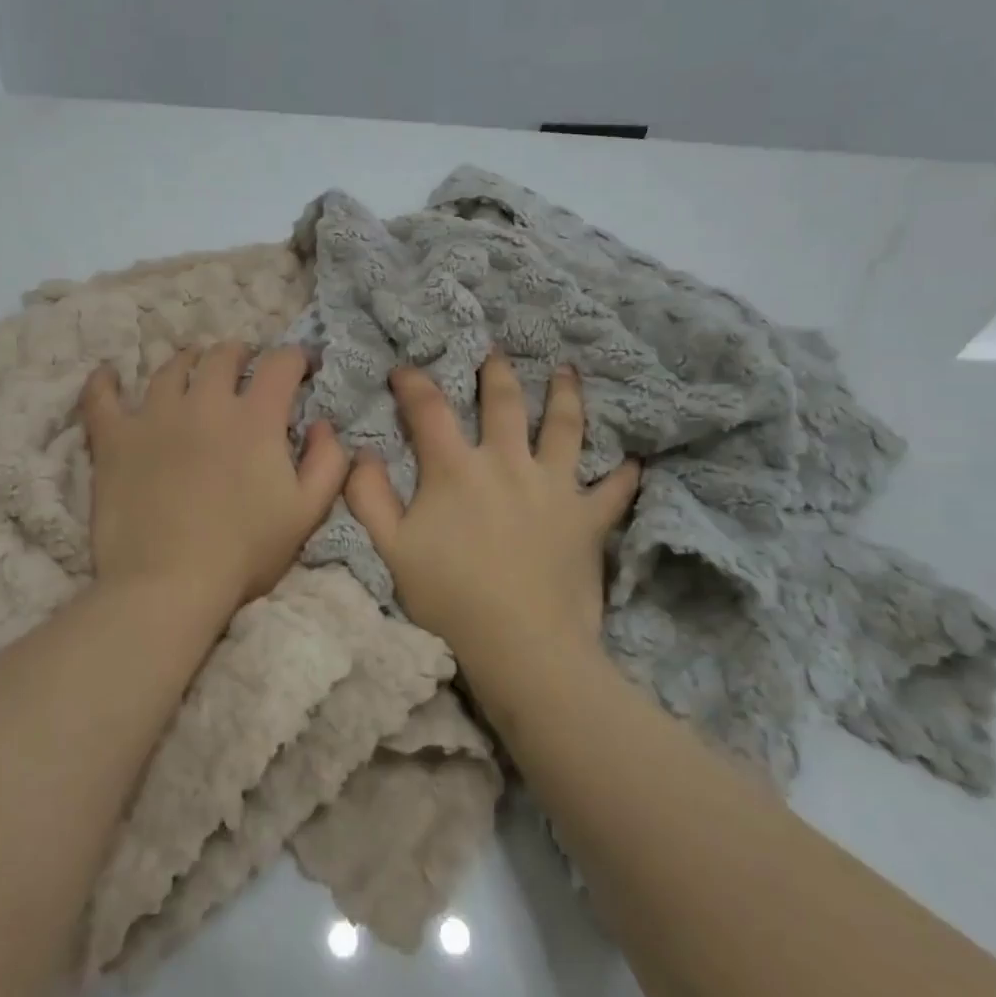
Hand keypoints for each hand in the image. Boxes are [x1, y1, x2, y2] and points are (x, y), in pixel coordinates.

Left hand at [79, 343, 349, 624]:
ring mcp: (154, 416)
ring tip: (192, 369)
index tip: (302, 366)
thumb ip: (328, 462)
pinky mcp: (114, 438)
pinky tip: (108, 375)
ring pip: (170, 368)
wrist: (170, 584)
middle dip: (240, 353)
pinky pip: (101, 398)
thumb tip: (325, 424)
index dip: (296, 358)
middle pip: (222, 356)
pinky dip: (104, 383)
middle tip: (244, 366)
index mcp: (255, 418)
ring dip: (188, 362)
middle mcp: (205, 403)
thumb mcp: (307, 512)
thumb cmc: (245, 551)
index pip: (280, 364)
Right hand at [344, 355, 640, 666]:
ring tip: (567, 372)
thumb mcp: (390, 548)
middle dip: (496, 372)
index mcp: (456, 469)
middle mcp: (508, 463)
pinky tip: (634, 461)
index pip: (429, 409)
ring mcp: (554, 487)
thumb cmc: (448, 596)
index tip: (404, 370)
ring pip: (564, 428)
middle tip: (495, 351)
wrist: (521, 645)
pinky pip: (613, 490)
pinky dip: (624, 474)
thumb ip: (368, 495)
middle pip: (504, 403)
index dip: (413, 383)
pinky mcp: (588, 519)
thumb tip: (360, 453)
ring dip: (565, 396)